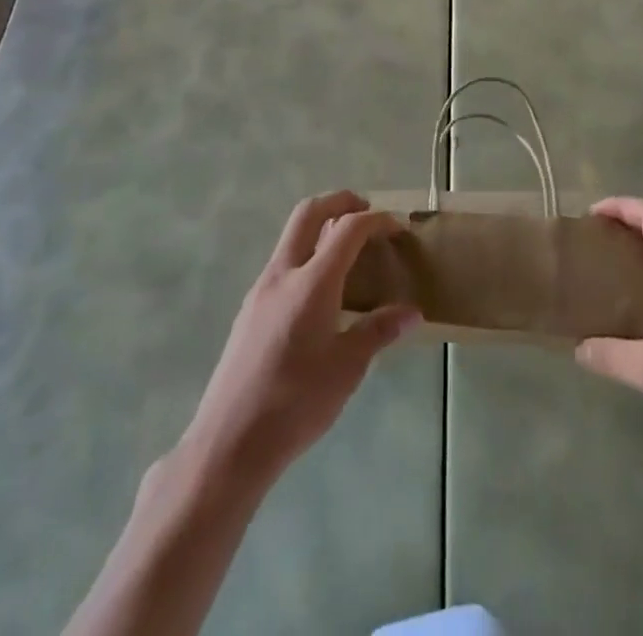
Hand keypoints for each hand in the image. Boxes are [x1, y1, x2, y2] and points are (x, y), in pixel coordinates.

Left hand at [176, 192, 417, 489]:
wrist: (230, 441)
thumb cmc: (295, 403)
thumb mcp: (347, 369)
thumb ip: (378, 332)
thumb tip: (412, 313)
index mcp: (312, 282)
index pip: (348, 229)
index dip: (377, 221)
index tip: (398, 227)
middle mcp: (283, 273)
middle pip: (309, 212)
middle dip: (340, 201)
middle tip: (366, 212)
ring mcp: (261, 289)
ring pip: (292, 236)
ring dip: (320, 227)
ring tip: (348, 251)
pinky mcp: (250, 309)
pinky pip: (283, 263)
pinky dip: (306, 254)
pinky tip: (321, 291)